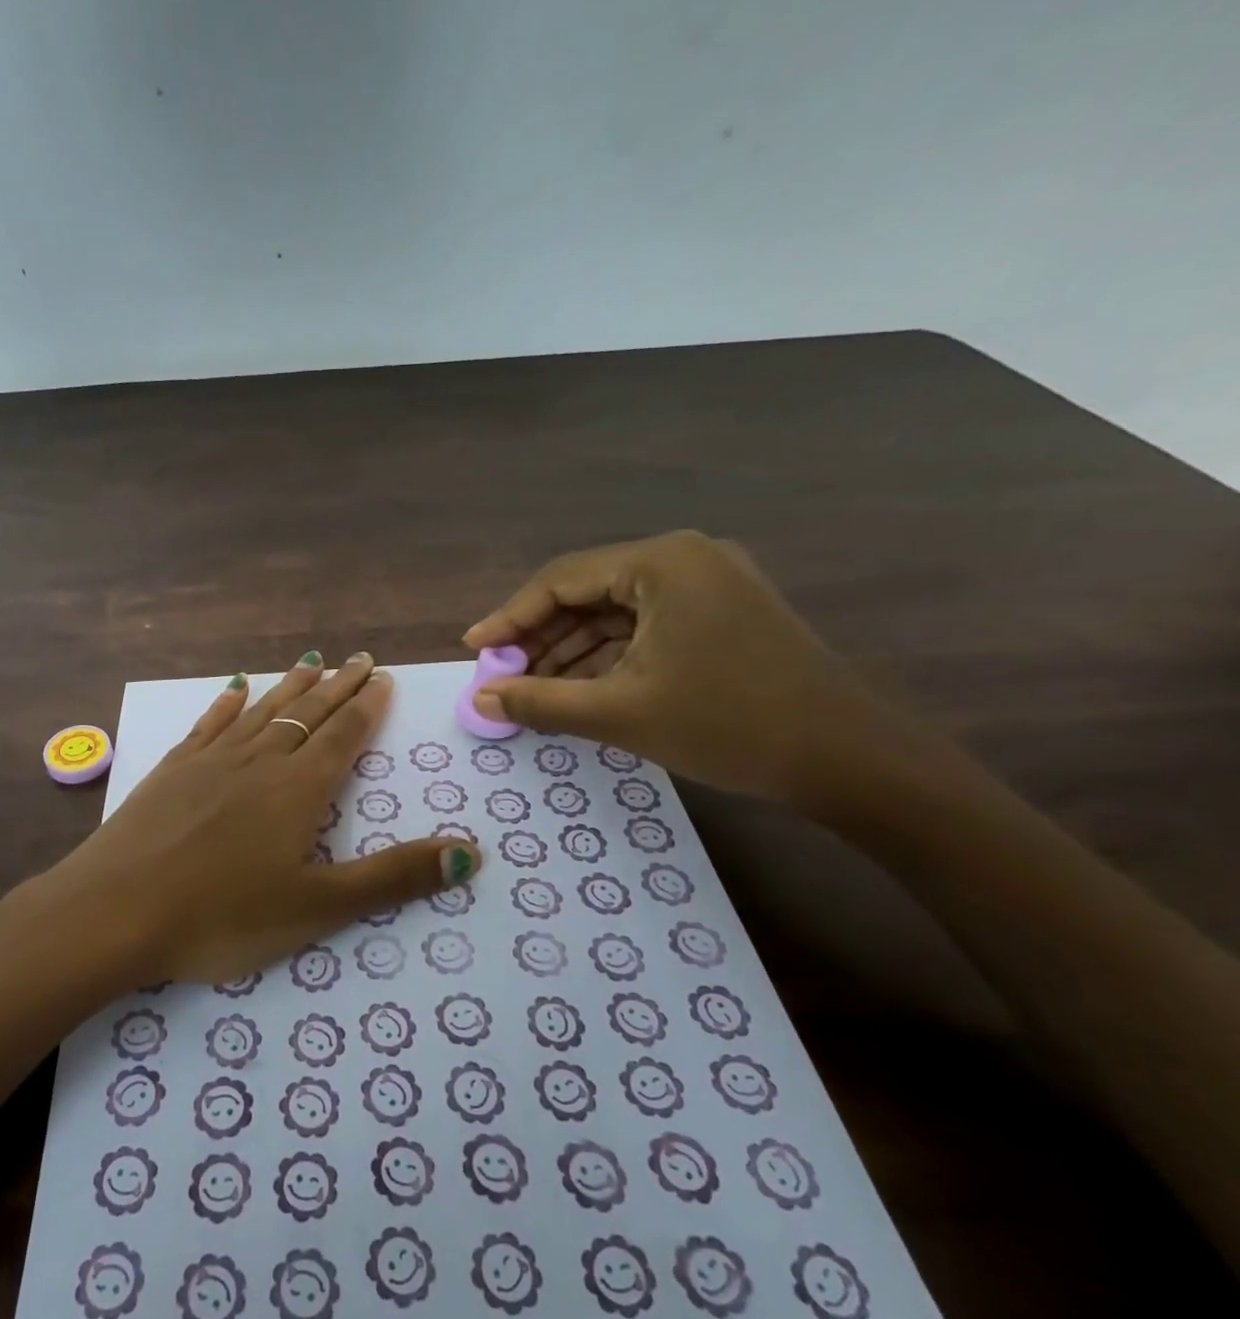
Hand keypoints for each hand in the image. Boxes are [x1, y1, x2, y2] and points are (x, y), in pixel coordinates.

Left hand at [34, 651, 481, 990]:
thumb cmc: (222, 916)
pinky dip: (227, 704)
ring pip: (261, 712)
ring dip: (290, 687)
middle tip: (358, 658)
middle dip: (336, 687)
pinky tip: (234, 689)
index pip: (342, 736)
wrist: (115, 911)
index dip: (365, 707)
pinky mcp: (171, 771)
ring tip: (311, 661)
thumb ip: (394, 879)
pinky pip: (209, 725)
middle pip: (306, 714)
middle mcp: (258, 762)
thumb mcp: (319, 907)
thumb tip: (472, 854)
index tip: (380, 677)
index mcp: (298, 791)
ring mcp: (210, 762)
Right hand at [462, 530, 892, 805]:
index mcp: (662, 563)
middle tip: (502, 678)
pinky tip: (580, 691)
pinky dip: (608, 658)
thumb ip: (539, 702)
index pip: (561, 580)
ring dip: (571, 652)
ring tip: (533, 692)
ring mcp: (709, 586)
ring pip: (615, 614)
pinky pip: (645, 629)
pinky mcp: (722, 616)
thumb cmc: (726, 724)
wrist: (846, 759)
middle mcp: (685, 560)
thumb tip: (479, 700)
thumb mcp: (618, 713)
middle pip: (587, 593)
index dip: (510, 617)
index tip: (474, 650)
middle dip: (541, 638)